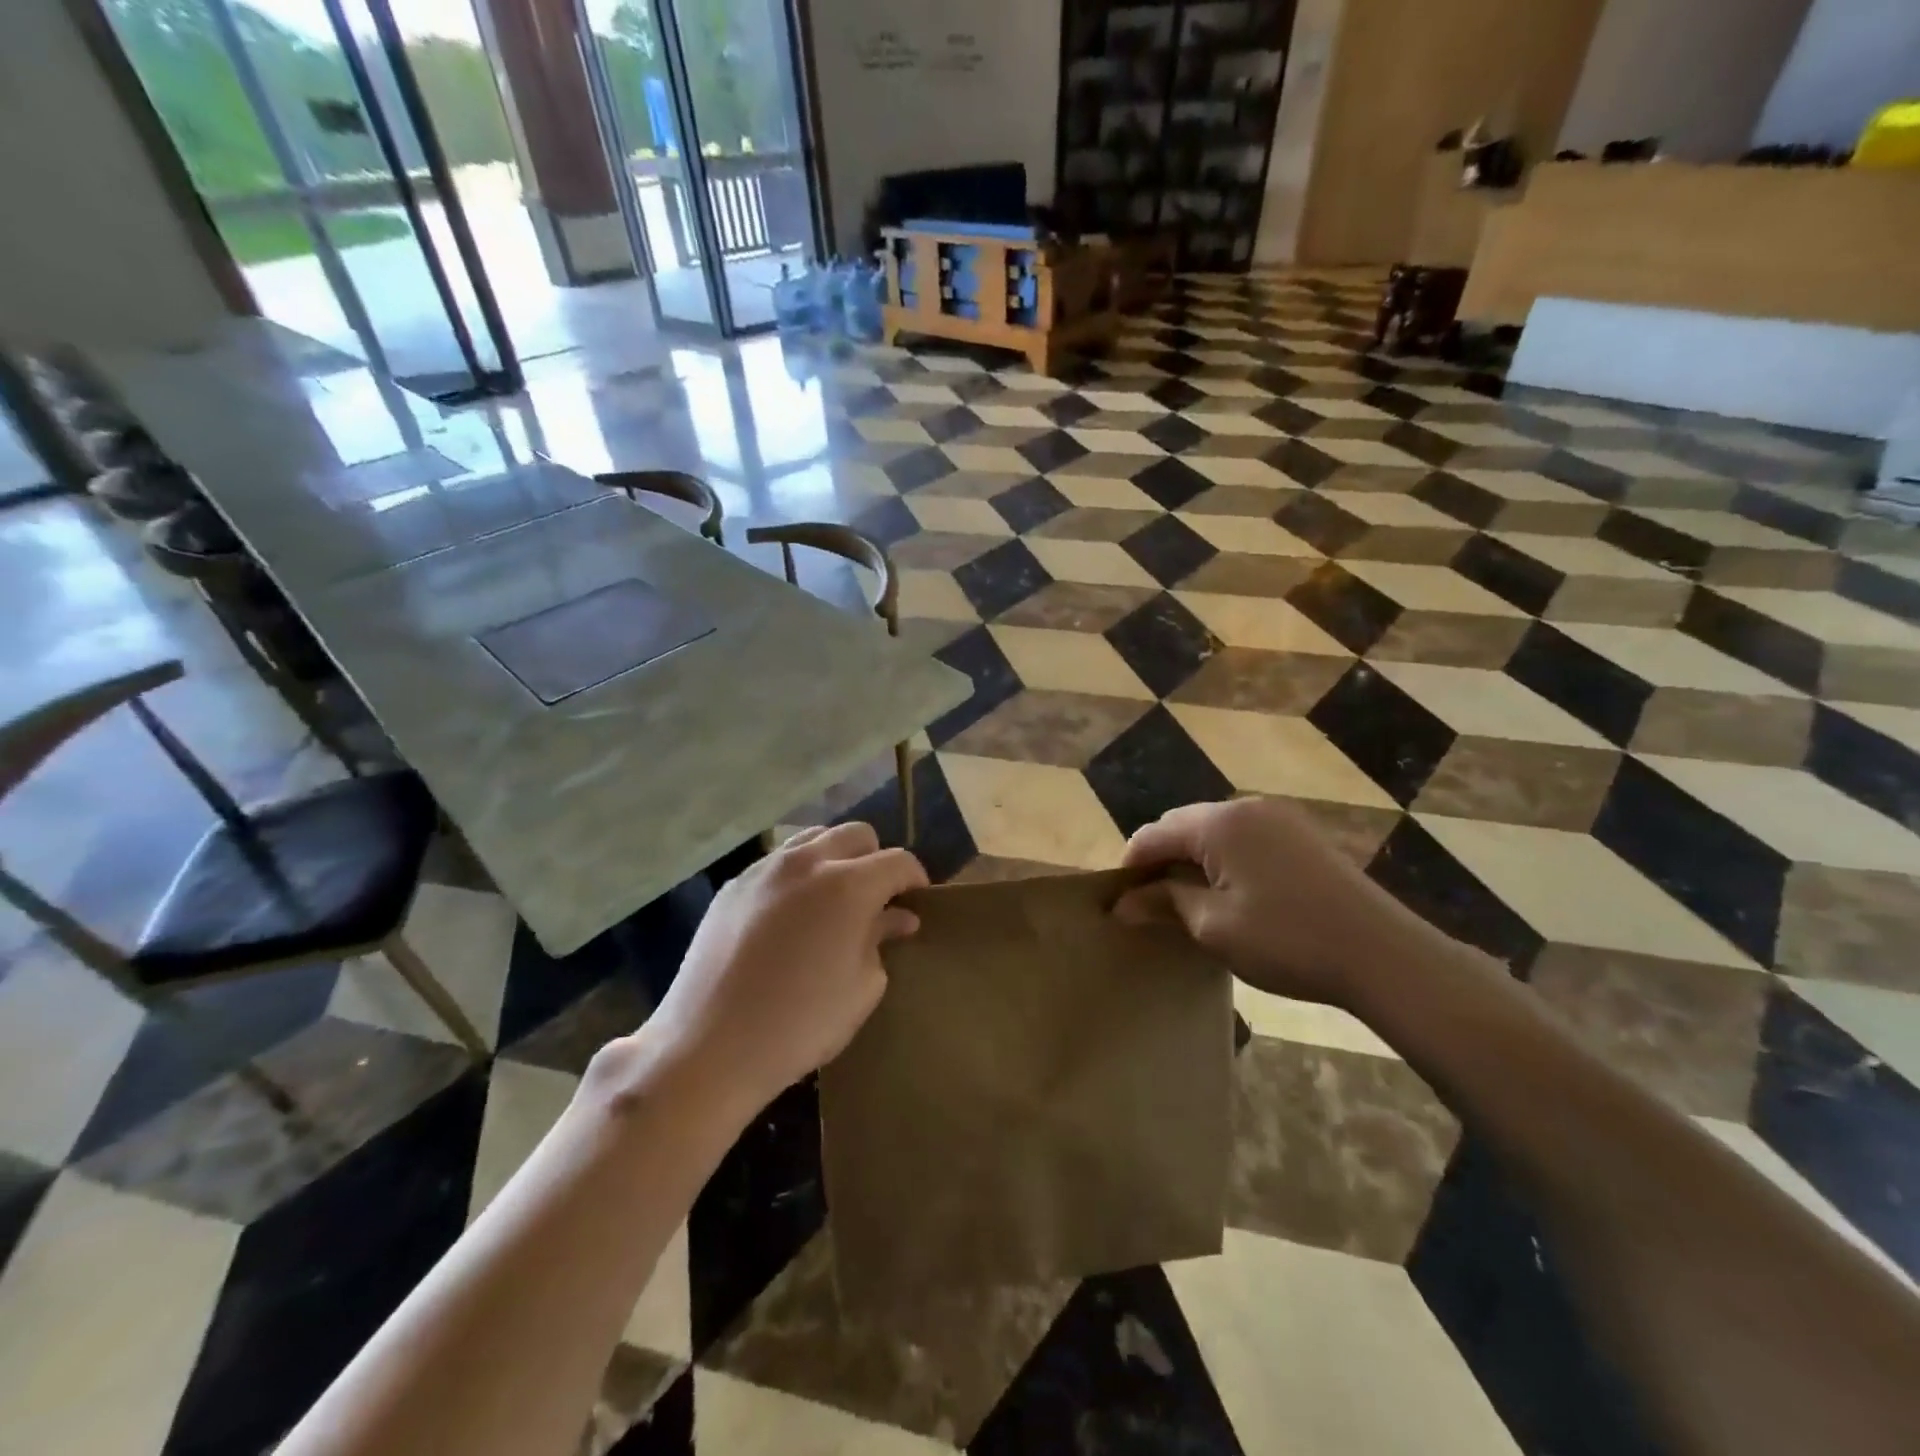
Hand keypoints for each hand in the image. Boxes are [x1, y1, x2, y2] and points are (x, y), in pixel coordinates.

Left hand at [613, 823, 926, 1118]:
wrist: (709, 1046)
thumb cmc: (800, 1024)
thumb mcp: (861, 988)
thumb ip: (882, 939)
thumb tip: (897, 918)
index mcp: (849, 885)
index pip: (898, 861)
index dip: (915, 879)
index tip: (917, 901)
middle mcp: (808, 862)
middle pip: (857, 834)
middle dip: (876, 860)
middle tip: (876, 899)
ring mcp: (765, 869)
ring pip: (814, 839)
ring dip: (835, 858)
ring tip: (833, 899)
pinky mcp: (734, 885)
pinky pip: (778, 862)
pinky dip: (798, 875)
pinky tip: (791, 915)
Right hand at [1114, 798, 1442, 1008]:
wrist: (1383, 955)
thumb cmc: (1287, 940)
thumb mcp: (1214, 927)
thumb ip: (1165, 904)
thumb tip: (1123, 904)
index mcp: (1219, 822)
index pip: (1154, 833)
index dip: (1130, 866)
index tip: (1120, 903)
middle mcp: (1246, 807)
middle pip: (1183, 825)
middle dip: (1161, 861)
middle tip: (1151, 906)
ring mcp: (1279, 818)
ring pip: (1214, 832)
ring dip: (1193, 861)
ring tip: (1188, 903)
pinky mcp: (1302, 836)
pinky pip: (1245, 839)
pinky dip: (1225, 861)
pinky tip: (1231, 895)